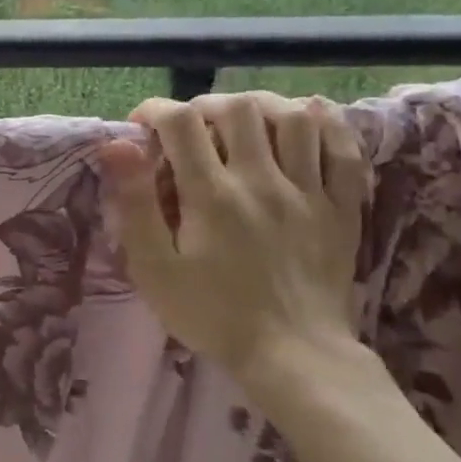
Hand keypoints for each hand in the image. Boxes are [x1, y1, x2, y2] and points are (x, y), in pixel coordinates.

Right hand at [98, 92, 368, 385]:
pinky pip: (344, 150)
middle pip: (238, 109)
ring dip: (261, 106)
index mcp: (212, 194)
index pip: (181, 123)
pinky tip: (307, 119)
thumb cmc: (211, 313)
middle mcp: (262, 180)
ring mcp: (309, 191)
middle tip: (189, 127)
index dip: (156, 111)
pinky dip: (327, 124)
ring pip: (294, 118)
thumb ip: (134, 203)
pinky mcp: (342, 208)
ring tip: (241, 120)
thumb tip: (116, 145)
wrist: (293, 355)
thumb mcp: (154, 267)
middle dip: (205, 106)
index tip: (141, 125)